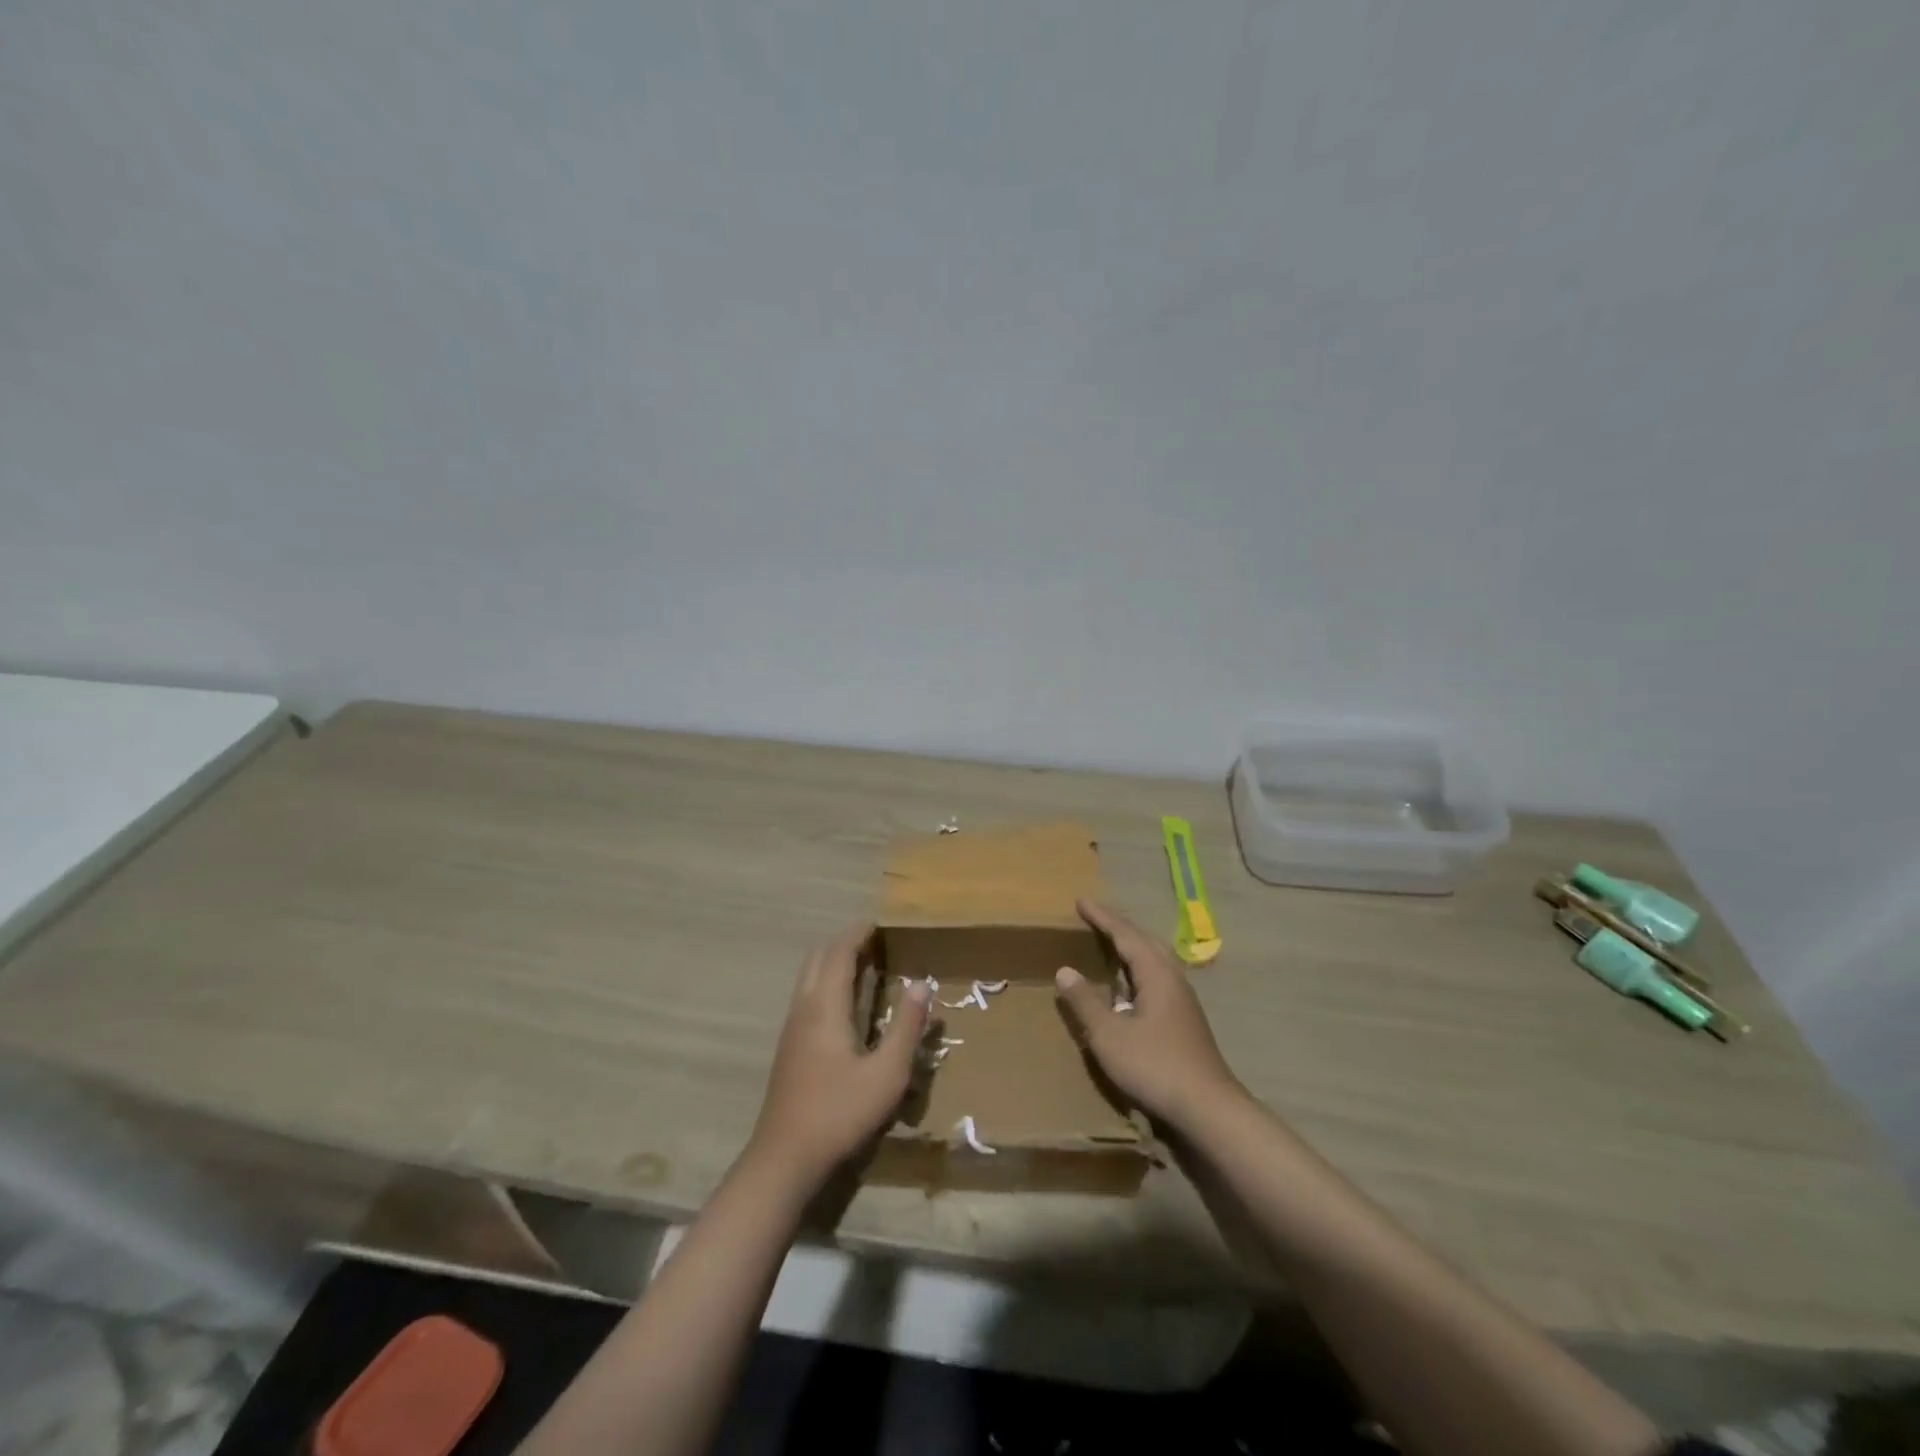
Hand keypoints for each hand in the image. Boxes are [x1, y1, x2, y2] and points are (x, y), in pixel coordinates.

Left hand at [748, 924, 931, 1184]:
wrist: (784, 1158)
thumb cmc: (840, 1112)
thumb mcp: (887, 1073)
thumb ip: (906, 1026)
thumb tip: (921, 983)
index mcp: (826, 1007)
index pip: (839, 954)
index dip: (857, 934)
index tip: (877, 923)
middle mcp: (804, 1008)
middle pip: (818, 959)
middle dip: (843, 943)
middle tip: (873, 941)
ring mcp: (791, 1029)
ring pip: (808, 978)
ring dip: (832, 963)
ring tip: (863, 966)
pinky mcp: (789, 1048)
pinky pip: (806, 996)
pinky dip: (826, 983)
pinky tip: (844, 1006)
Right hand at [1055, 900, 1244, 1129]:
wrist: (1208, 1108)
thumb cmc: (1155, 1066)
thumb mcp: (1109, 1035)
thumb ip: (1085, 1002)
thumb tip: (1064, 970)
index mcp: (1156, 974)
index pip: (1126, 934)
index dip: (1102, 917)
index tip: (1081, 901)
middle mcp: (1173, 978)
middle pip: (1144, 941)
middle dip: (1119, 927)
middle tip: (1094, 917)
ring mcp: (1182, 1000)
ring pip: (1154, 960)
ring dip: (1131, 948)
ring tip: (1109, 944)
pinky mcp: (1185, 1019)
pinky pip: (1157, 978)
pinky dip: (1138, 969)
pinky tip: (1127, 988)